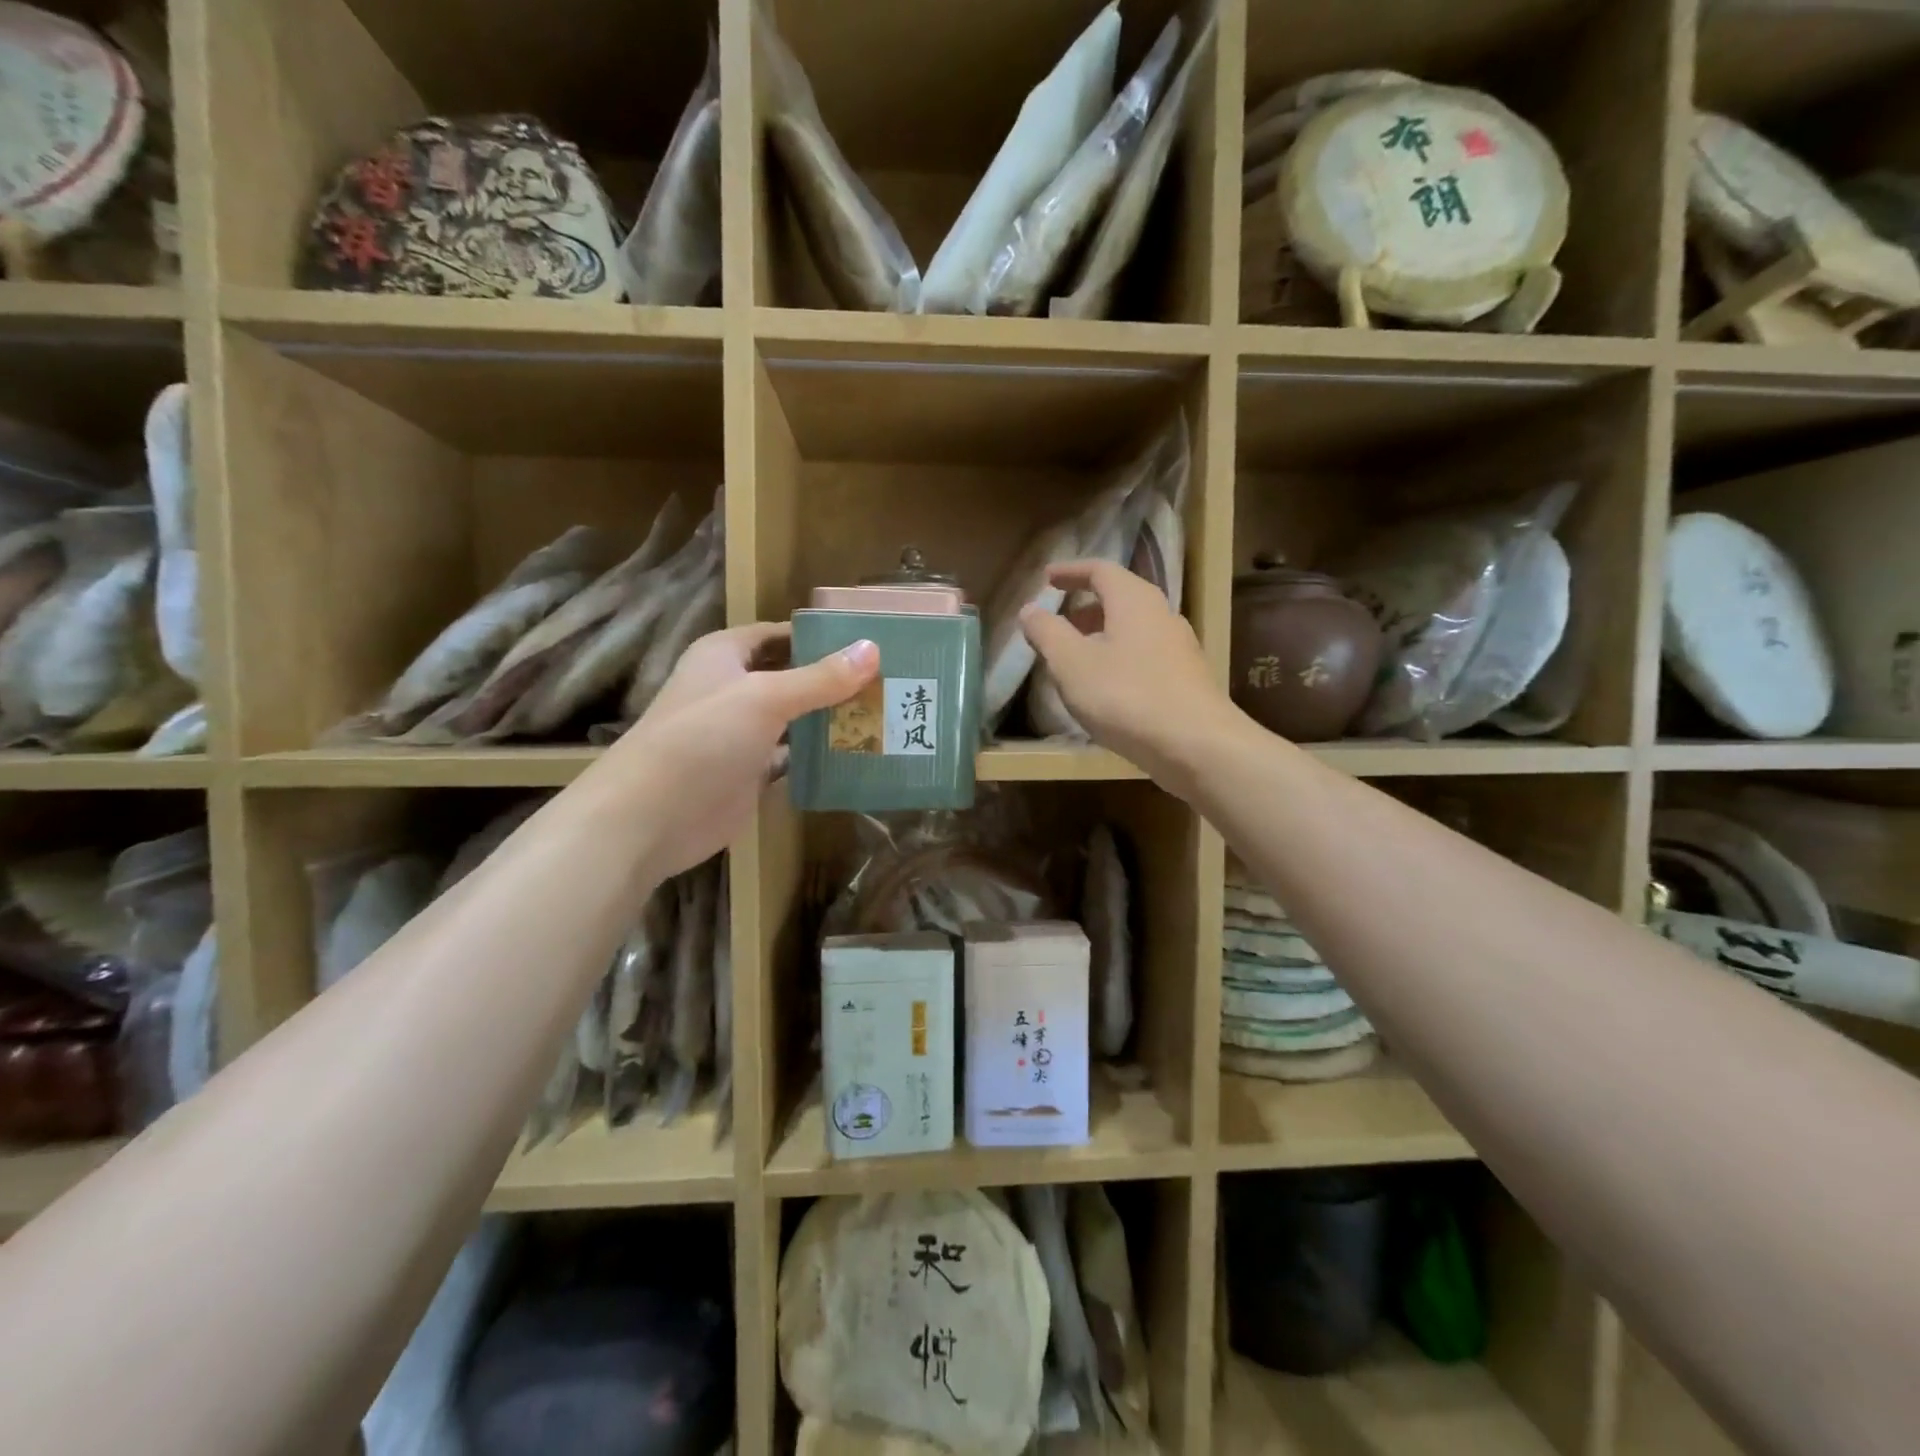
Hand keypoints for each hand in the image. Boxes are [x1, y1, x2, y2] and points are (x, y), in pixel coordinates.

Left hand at [609, 623, 878, 877]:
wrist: (650, 817)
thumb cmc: (702, 739)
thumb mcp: (764, 698)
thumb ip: (820, 678)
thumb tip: (873, 650)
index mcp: (725, 655)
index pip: (781, 634)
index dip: (821, 636)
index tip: (871, 642)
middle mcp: (733, 688)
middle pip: (792, 676)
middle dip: (834, 679)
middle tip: (889, 681)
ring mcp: (741, 733)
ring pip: (795, 718)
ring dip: (831, 718)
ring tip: (885, 714)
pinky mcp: (750, 772)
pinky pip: (792, 756)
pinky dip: (820, 755)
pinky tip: (859, 754)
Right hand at [1019, 560, 1236, 790]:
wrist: (1197, 745)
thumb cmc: (1127, 696)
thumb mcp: (1072, 664)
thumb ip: (1047, 633)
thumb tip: (1030, 610)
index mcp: (1134, 601)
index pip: (1101, 570)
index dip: (1071, 572)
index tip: (1047, 579)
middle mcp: (1162, 615)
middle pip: (1120, 599)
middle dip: (1085, 608)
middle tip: (1059, 623)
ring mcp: (1180, 648)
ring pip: (1133, 630)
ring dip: (1102, 636)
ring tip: (1076, 660)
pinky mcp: (1186, 679)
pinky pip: (1145, 656)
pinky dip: (1119, 659)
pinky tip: (1106, 689)